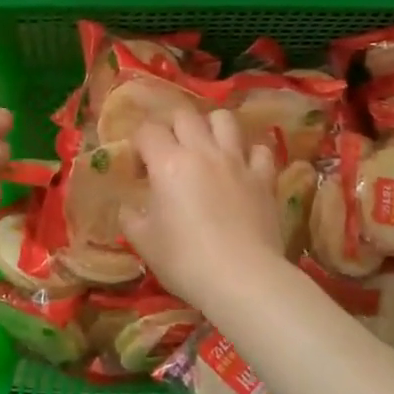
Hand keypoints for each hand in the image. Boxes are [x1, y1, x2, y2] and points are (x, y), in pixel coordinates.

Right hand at [123, 107, 282, 307]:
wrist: (242, 279)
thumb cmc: (185, 261)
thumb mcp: (144, 243)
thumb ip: (131, 218)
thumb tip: (129, 208)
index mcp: (168, 163)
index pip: (147, 131)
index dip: (139, 145)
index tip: (139, 170)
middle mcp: (202, 152)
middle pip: (184, 115)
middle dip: (171, 127)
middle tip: (169, 153)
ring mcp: (237, 161)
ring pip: (224, 119)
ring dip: (211, 127)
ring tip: (206, 148)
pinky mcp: (264, 177)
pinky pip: (259, 149)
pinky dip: (249, 153)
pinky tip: (243, 168)